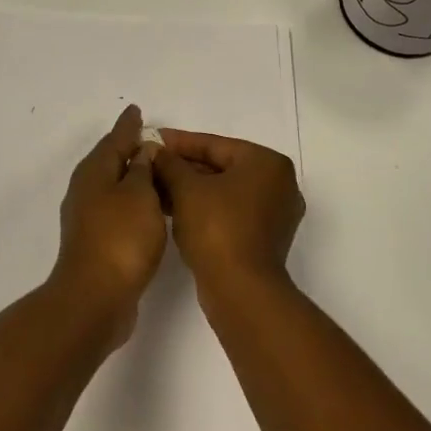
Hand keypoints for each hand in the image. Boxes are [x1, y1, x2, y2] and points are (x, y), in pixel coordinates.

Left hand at [52, 105, 167, 341]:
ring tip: (161, 174)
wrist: (96, 297)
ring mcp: (88, 218)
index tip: (137, 111)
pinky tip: (152, 210)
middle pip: (111, 161)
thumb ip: (143, 169)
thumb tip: (143, 150)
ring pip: (116, 187)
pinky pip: (119, 210)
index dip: (128, 126)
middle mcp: (86, 191)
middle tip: (155, 141)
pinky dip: (135, 203)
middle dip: (131, 150)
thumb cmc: (121, 238)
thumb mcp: (139, 194)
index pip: (115, 139)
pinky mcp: (97, 242)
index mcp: (94, 172)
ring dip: (136, 178)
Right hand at [152, 130, 304, 294]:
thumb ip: (169, 163)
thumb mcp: (186, 189)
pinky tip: (173, 209)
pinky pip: (230, 211)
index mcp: (267, 163)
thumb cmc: (217, 228)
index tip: (152, 139)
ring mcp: (274, 213)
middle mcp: (279, 183)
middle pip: (221, 167)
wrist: (241, 291)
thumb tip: (154, 150)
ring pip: (224, 191)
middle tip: (151, 165)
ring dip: (190, 189)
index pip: (215, 144)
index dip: (179, 142)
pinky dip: (204, 208)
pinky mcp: (265, 238)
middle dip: (183, 167)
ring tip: (155, 187)